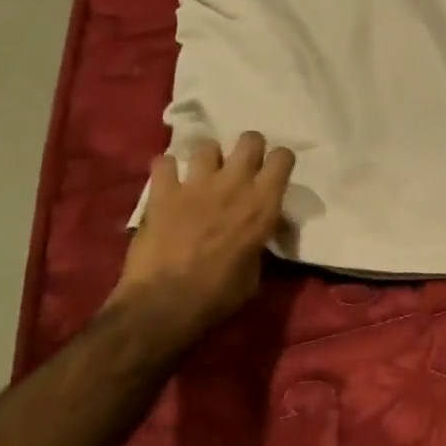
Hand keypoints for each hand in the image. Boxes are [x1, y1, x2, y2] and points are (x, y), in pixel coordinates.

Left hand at [107, 133, 294, 352]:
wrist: (164, 306)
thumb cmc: (218, 296)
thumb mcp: (255, 273)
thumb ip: (258, 243)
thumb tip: (256, 237)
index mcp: (263, 204)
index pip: (282, 158)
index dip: (280, 161)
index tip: (274, 173)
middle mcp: (234, 184)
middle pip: (249, 139)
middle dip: (248, 149)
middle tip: (241, 168)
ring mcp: (196, 184)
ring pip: (206, 146)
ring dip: (207, 159)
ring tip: (202, 175)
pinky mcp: (162, 192)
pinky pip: (163, 163)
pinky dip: (165, 169)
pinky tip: (167, 182)